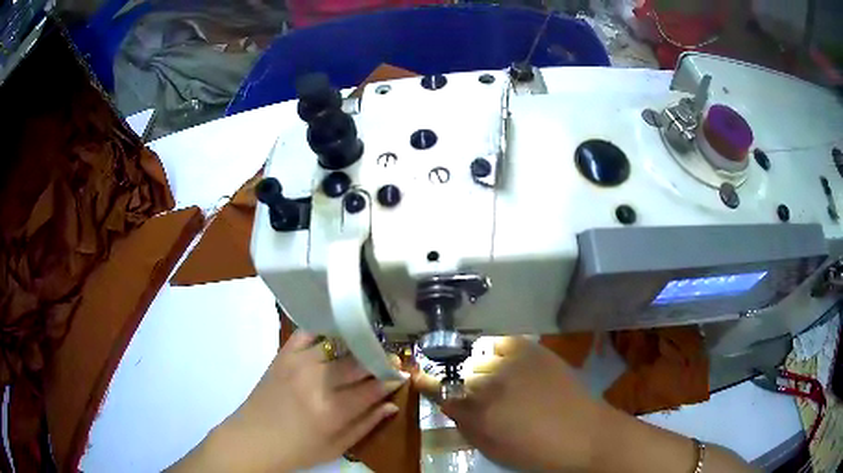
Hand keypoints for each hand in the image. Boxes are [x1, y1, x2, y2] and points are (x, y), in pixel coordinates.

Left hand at [172, 330, 404, 471]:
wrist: (252, 439)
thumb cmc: (297, 450)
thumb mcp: (337, 447)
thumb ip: (366, 424)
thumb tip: (392, 404)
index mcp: (333, 410)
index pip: (373, 387)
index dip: (391, 379)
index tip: (402, 373)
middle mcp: (317, 381)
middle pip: (358, 362)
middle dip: (378, 359)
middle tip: (388, 358)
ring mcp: (298, 363)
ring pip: (338, 344)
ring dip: (356, 344)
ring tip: (367, 344)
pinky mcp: (284, 354)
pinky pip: (309, 332)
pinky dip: (325, 329)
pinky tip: (337, 330)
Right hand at [415, 337, 605, 471]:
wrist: (583, 433)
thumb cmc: (535, 451)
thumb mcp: (492, 448)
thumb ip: (464, 425)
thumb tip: (448, 404)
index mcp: (477, 412)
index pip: (440, 391)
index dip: (427, 384)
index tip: (417, 378)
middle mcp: (489, 382)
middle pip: (459, 374)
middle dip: (462, 384)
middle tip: (476, 394)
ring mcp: (510, 361)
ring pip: (478, 358)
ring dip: (480, 369)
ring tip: (496, 380)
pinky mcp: (530, 349)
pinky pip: (500, 343)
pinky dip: (496, 352)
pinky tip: (506, 364)